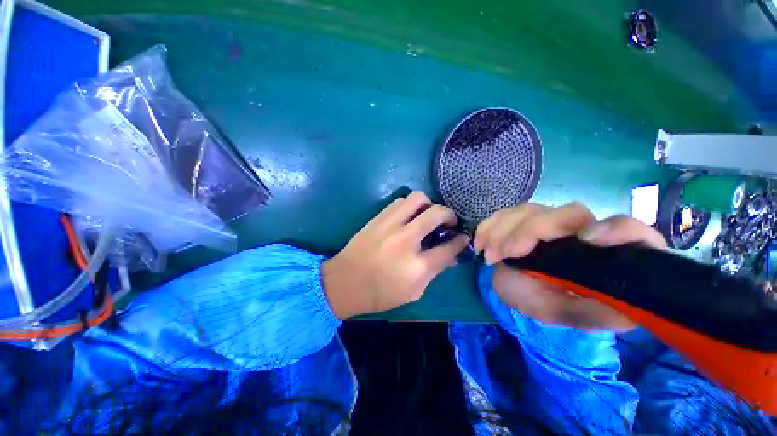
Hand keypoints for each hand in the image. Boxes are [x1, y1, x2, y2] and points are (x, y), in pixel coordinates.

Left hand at [322, 191, 468, 318]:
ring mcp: (390, 225)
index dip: (460, 241)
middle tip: (448, 221)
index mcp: (417, 266)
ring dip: (428, 205)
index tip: (462, 237)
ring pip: (418, 198)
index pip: (449, 247)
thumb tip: (449, 254)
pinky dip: (410, 205)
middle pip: (437, 214)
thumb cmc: (380, 294)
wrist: (344, 282)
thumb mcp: (413, 292)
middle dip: (449, 214)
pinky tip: (409, 215)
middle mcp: (406, 240)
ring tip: (427, 215)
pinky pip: (400, 201)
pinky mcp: (378, 218)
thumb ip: (434, 271)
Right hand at [474, 202, 666, 330]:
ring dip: (503, 229)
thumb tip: (625, 308)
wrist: (521, 291)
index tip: (585, 239)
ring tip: (488, 255)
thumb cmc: (550, 304)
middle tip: (502, 255)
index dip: (614, 228)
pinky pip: (506, 213)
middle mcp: (580, 229)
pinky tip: (480, 242)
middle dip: (528, 231)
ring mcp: (550, 221)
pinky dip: (490, 226)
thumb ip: (594, 312)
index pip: (627, 229)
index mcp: (605, 253)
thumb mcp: (570, 315)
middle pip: (567, 213)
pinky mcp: (526, 218)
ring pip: (530, 210)